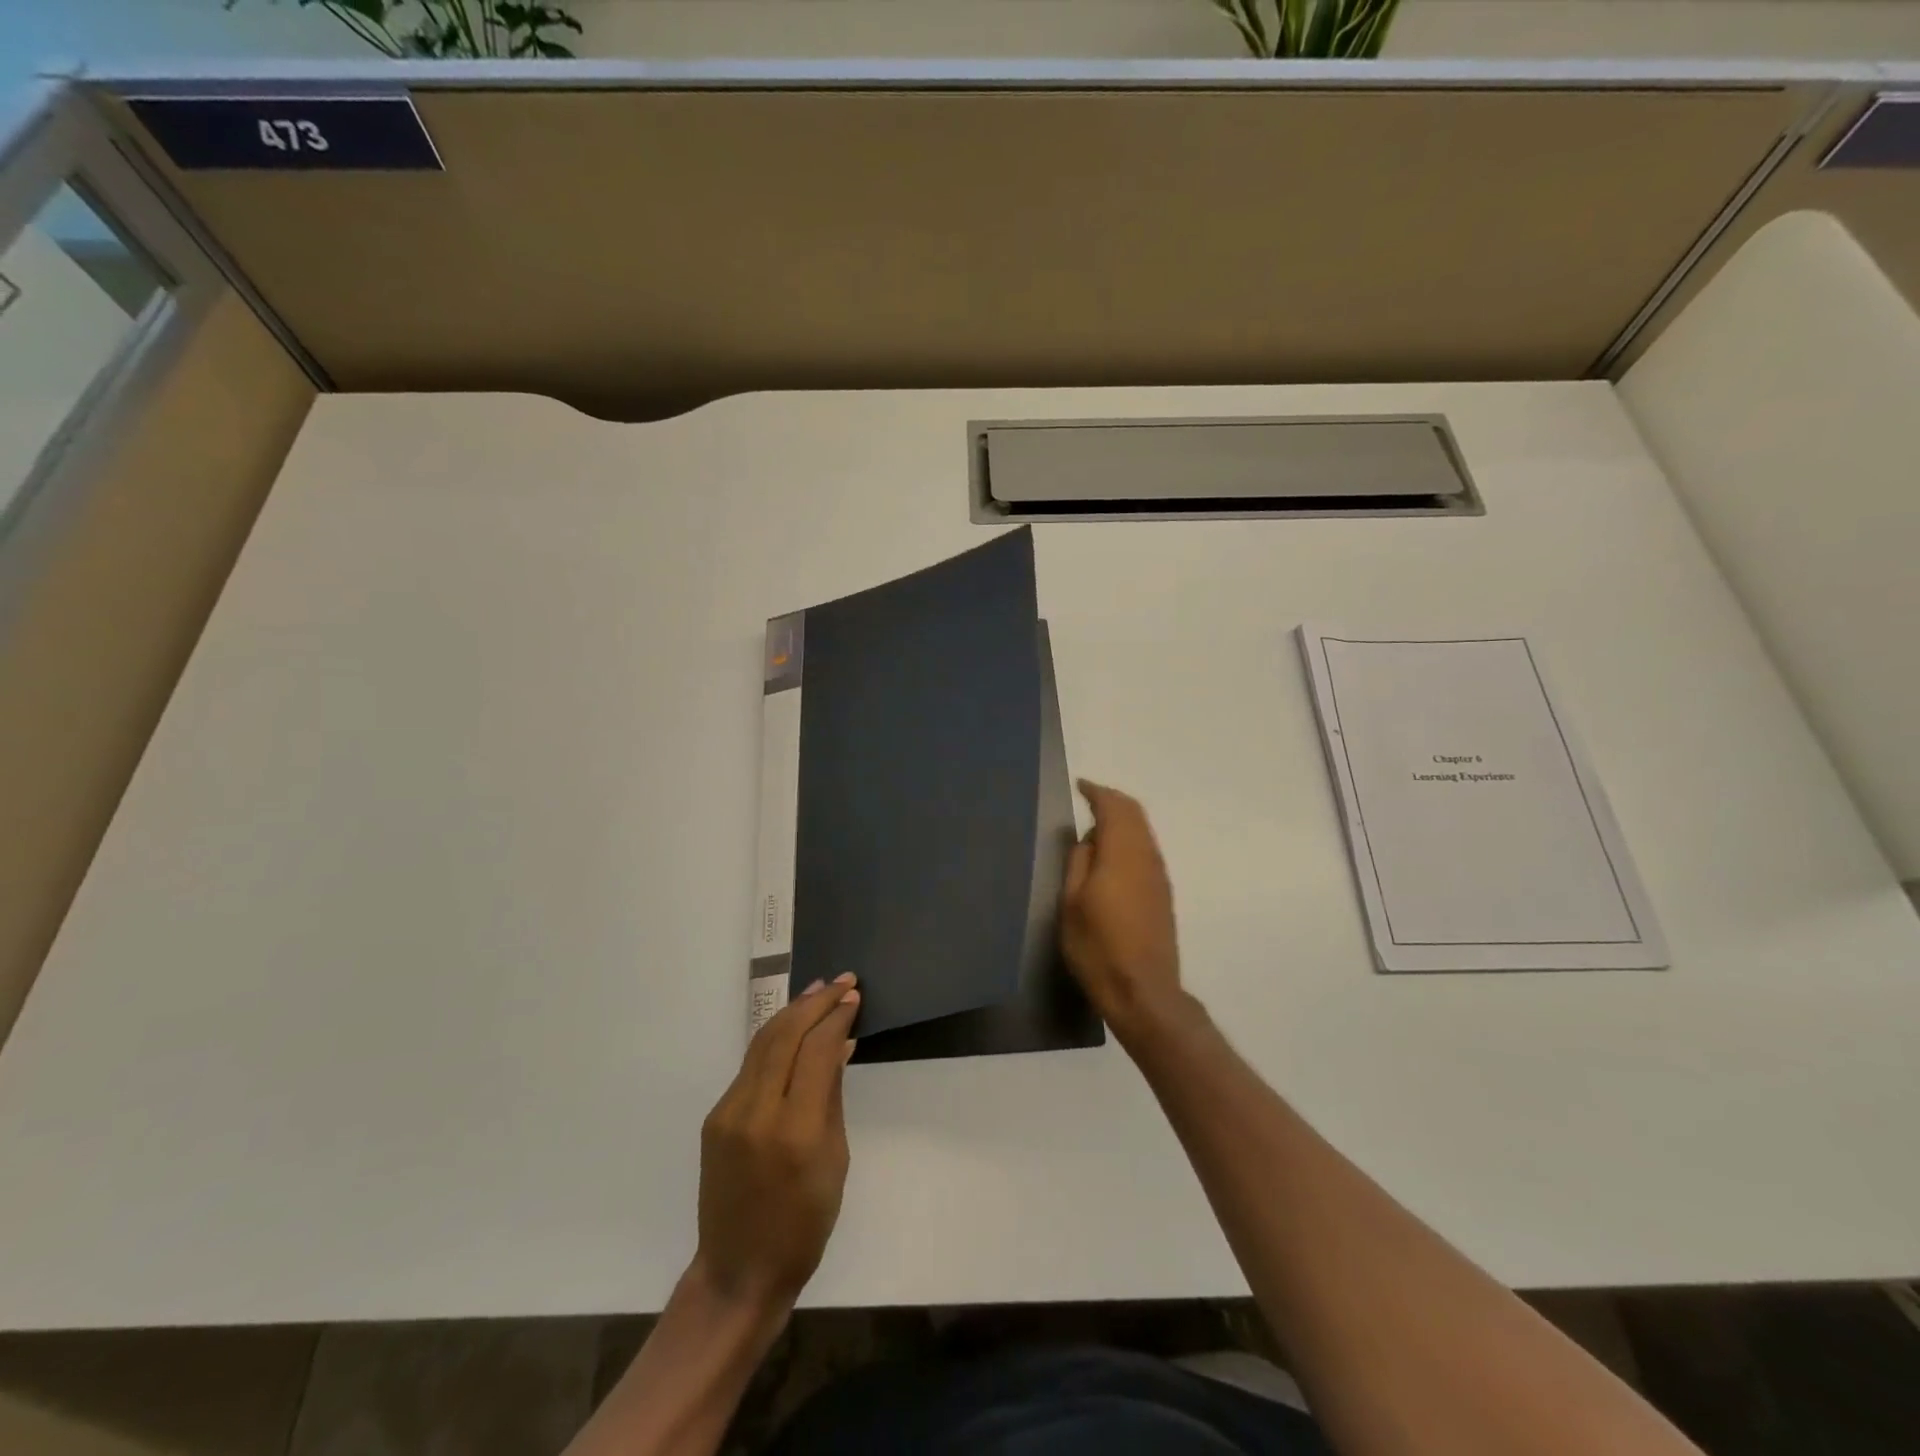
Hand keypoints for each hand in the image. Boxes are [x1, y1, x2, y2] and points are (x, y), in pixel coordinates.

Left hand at [693, 975, 860, 1318]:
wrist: (739, 1272)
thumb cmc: (804, 1225)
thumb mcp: (835, 1160)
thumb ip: (832, 1096)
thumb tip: (840, 1045)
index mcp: (794, 1130)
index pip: (817, 1051)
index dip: (837, 1018)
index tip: (854, 997)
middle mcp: (756, 1112)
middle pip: (785, 1035)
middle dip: (815, 1002)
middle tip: (843, 981)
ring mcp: (729, 1112)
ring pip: (763, 1042)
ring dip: (793, 1011)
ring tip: (820, 990)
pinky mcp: (716, 1116)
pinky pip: (751, 1065)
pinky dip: (777, 1038)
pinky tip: (796, 1028)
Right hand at [1060, 780, 1184, 1042]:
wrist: (1143, 992)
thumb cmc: (1098, 948)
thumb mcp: (1071, 904)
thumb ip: (1078, 862)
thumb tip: (1087, 839)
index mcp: (1122, 854)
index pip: (1114, 808)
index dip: (1097, 792)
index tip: (1080, 786)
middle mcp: (1146, 857)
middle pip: (1135, 814)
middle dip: (1112, 801)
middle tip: (1089, 799)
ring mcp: (1159, 876)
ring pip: (1143, 831)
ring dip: (1123, 820)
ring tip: (1096, 826)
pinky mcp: (1163, 894)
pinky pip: (1146, 850)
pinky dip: (1129, 838)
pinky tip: (1111, 855)